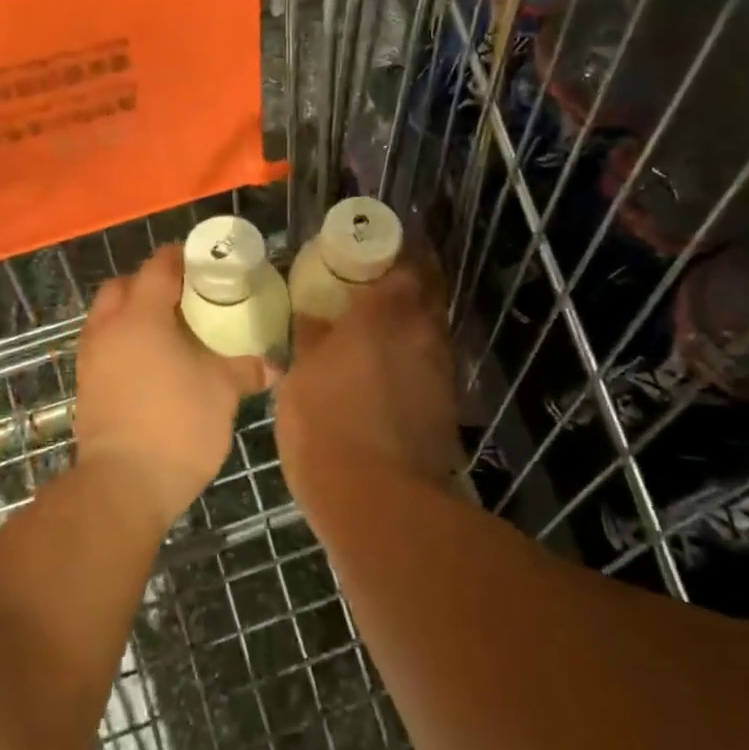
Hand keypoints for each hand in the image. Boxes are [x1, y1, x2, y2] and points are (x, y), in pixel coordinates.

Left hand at [75, 245, 270, 525]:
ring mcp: (91, 358)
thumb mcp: (222, 392)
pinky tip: (151, 363)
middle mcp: (108, 328)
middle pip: (122, 286)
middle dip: (148, 282)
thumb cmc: (178, 424)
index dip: (180, 258)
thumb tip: (274, 366)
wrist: (124, 483)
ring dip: (132, 312)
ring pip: (107, 316)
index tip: (202, 261)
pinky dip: (123, 341)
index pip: (157, 268)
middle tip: (183, 296)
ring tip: (168, 330)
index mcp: (141, 316)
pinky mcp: (86, 386)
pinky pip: (103, 346)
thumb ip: (245, 369)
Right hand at [275, 255, 461, 496]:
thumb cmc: (325, 425)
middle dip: (412, 280)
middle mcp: (424, 332)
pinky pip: (433, 364)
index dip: (396, 251)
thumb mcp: (300, 377)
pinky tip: (392, 371)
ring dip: (415, 320)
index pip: (407, 263)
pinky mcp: (448, 405)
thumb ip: (311, 338)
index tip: (378, 249)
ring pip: (434, 329)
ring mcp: (442, 370)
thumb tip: (313, 316)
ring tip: (384, 327)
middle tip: (382, 282)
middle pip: (430, 291)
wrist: (378, 500)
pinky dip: (416, 357)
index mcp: (386, 314)